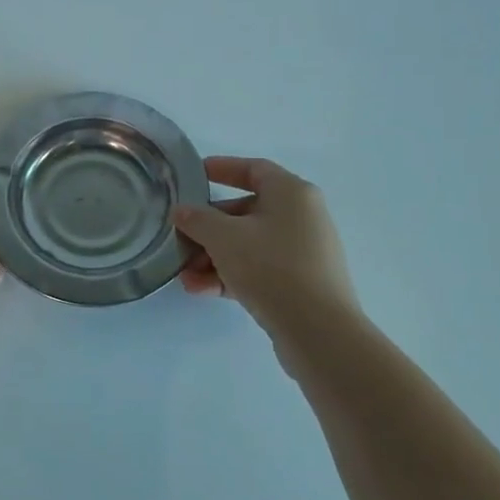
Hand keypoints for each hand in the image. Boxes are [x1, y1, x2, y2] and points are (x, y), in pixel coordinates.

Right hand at [174, 157, 358, 347]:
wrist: (318, 330)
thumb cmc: (271, 267)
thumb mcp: (224, 238)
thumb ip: (198, 220)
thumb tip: (182, 212)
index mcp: (292, 193)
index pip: (253, 169)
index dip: (222, 168)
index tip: (194, 176)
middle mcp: (302, 216)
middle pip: (246, 211)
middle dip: (208, 227)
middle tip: (180, 237)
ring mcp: (303, 252)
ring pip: (249, 244)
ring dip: (213, 256)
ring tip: (184, 275)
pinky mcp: (300, 283)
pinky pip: (258, 269)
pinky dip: (230, 275)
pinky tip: (200, 290)